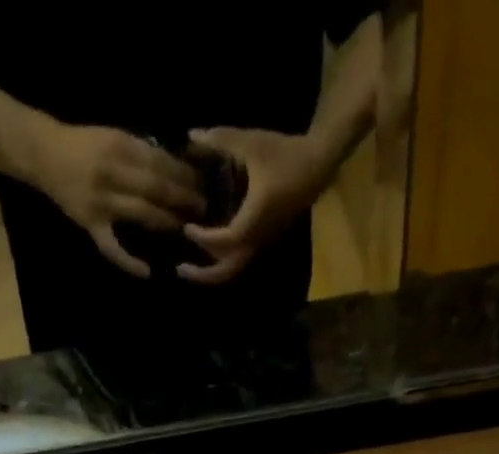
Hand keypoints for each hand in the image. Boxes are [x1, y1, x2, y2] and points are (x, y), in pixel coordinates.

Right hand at [25, 121, 203, 277]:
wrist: (44, 154)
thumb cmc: (83, 145)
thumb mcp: (112, 136)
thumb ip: (139, 152)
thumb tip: (173, 167)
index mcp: (119, 146)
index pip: (159, 161)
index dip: (183, 174)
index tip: (202, 182)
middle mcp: (112, 173)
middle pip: (155, 187)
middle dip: (182, 198)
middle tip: (203, 208)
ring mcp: (101, 202)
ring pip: (141, 213)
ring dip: (166, 222)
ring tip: (186, 229)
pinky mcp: (91, 224)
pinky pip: (112, 248)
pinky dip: (129, 262)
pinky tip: (147, 273)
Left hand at [178, 127, 328, 283]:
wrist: (318, 164)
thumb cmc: (285, 153)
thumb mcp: (251, 142)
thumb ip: (220, 140)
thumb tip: (191, 135)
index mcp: (254, 218)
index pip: (225, 241)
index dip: (204, 238)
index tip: (187, 227)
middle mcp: (258, 237)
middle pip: (229, 270)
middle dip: (204, 274)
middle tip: (180, 269)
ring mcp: (263, 241)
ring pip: (235, 268)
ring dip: (212, 270)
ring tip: (190, 265)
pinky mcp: (265, 238)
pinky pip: (241, 258)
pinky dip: (222, 259)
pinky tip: (208, 248)